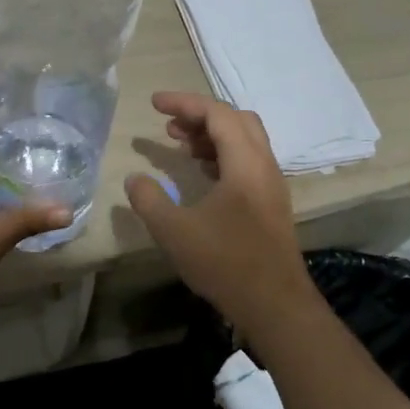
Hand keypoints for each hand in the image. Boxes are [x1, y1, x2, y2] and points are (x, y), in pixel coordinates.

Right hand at [124, 91, 311, 333]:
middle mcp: (264, 166)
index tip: (154, 104)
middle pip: (237, 121)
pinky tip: (201, 175)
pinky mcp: (270, 205)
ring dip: (212, 137)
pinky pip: (247, 163)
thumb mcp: (174, 231)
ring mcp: (271, 186)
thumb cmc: (225, 263)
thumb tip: (134, 179)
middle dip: (200, 115)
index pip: (217, 114)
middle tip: (169, 126)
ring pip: (244, 142)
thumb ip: (149, 200)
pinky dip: (222, 156)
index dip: (184, 103)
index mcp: (246, 164)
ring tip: (180, 147)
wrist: (275, 304)